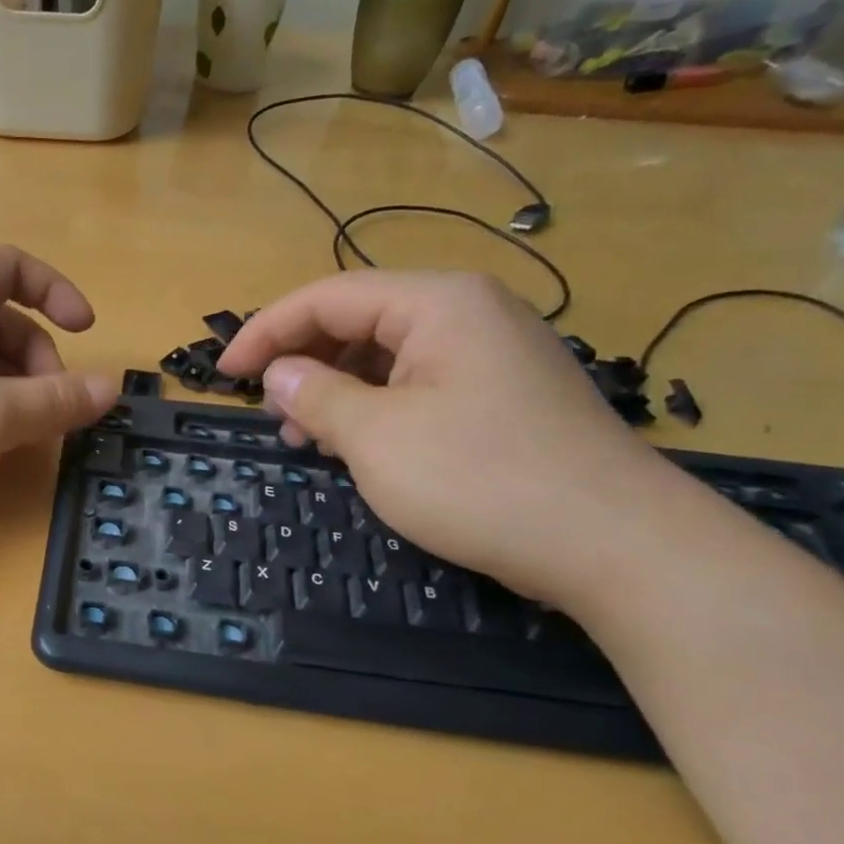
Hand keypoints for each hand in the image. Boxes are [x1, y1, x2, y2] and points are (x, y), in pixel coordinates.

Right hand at [217, 271, 675, 601]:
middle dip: (303, 361)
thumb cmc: (483, 479)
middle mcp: (468, 313)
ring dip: (335, 389)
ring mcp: (491, 355)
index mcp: (437, 303)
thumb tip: (280, 375)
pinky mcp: (503, 396)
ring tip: (303, 436)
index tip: (225, 373)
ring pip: (387, 356)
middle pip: (359, 320)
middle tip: (265, 409)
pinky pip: (418, 385)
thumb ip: (317, 396)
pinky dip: (375, 408)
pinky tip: (356, 445)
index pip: (329, 297)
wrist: (618, 545)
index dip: (267, 331)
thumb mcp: (378, 437)